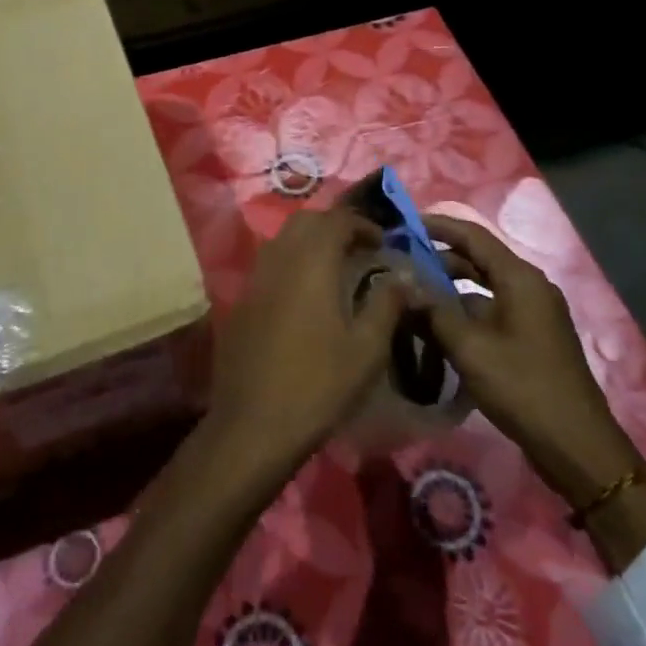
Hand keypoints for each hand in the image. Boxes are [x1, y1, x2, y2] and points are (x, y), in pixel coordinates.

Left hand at [203, 207, 410, 474]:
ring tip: (335, 271)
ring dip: (310, 244)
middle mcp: (278, 260)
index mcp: (311, 263)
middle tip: (360, 251)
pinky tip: (305, 299)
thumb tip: (404, 274)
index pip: (336, 219)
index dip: (363, 224)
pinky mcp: (240, 303)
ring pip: (283, 241)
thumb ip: (387, 303)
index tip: (383, 243)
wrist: (253, 426)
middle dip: (334, 227)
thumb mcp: (367, 349)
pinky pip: (268, 267)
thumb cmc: (318, 386)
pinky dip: (291, 266)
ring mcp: (254, 280)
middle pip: (305, 221)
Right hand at [421, 215, 642, 502]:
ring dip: (449, 288)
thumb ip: (434, 311)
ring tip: (411, 294)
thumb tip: (403, 283)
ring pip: (483, 287)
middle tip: (399, 262)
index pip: (473, 236)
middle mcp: (529, 287)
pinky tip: (437, 327)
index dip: (438, 226)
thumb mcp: (470, 348)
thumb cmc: (522, 387)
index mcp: (520, 279)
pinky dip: (464, 312)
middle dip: (438, 258)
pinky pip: (491, 310)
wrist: (575, 444)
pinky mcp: (531, 337)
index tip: (403, 224)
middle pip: (478, 259)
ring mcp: (533, 313)